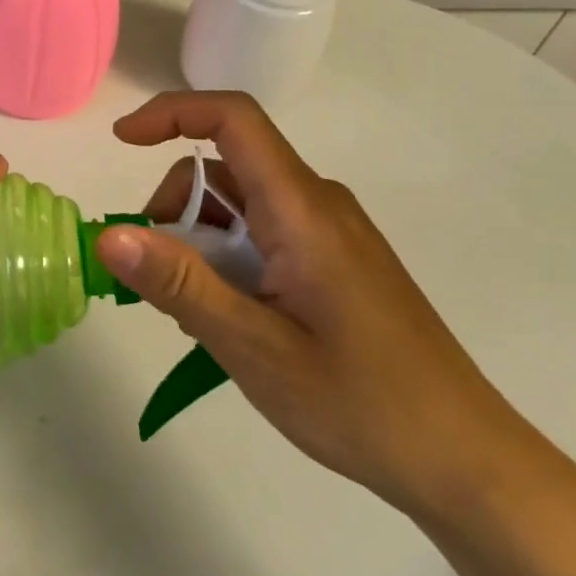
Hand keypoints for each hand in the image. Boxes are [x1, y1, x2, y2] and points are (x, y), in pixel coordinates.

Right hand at [95, 91, 560, 520]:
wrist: (467, 463)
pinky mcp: (337, 260)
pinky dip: (229, 259)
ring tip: (201, 317)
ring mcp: (331, 232)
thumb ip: (179, 285)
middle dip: (175, 210)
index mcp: (302, 209)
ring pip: (241, 205)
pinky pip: (265, 233)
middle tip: (159, 282)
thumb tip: (107, 235)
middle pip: (225, 170)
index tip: (122, 141)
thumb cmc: (363, 405)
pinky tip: (234, 320)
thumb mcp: (254, 348)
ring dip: (200, 242)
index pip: (232, 118)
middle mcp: (318, 203)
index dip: (170, 112)